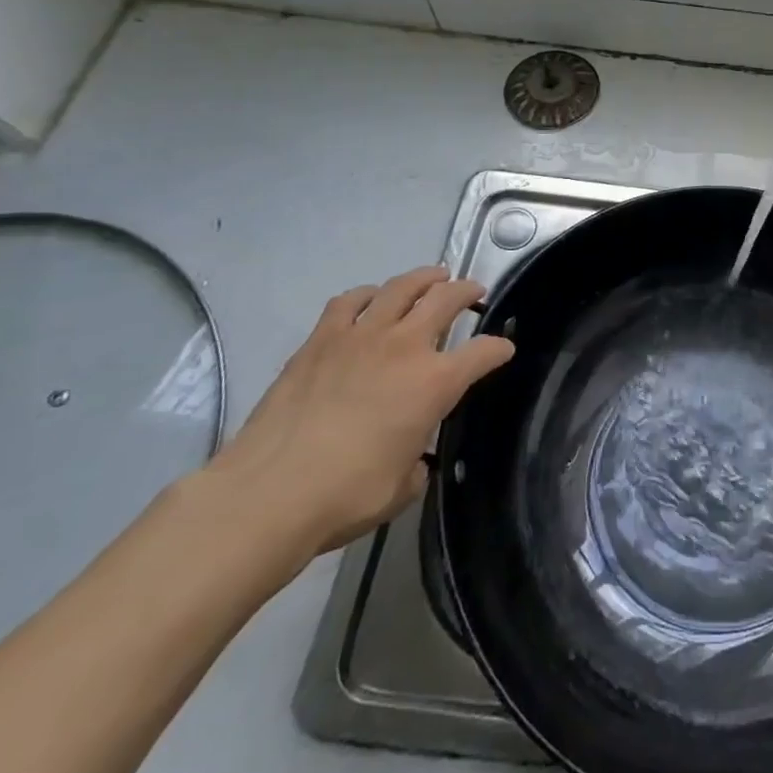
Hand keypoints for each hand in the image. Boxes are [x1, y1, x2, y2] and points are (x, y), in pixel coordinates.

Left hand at [206, 268, 513, 561]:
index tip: (504, 349)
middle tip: (474, 291)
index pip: (483, 353)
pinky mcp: (320, 340)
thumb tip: (411, 458)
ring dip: (424, 278)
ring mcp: (360, 337)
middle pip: (446, 299)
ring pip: (401, 287)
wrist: (269, 493)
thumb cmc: (346, 496)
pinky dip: (367, 295)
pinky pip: (349, 301)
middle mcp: (405, 347)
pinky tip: (370, 299)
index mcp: (435, 383)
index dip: (498, 349)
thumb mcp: (401, 488)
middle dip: (467, 291)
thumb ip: (416, 463)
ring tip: (432, 277)